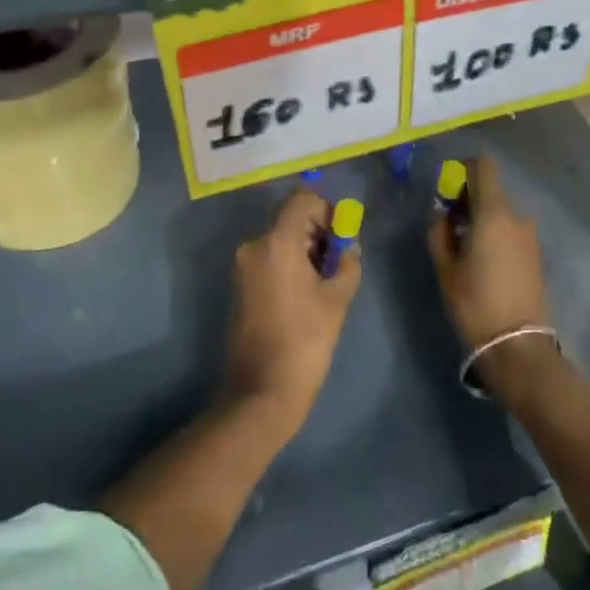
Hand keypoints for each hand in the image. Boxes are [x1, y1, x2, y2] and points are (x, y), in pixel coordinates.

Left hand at [221, 188, 361, 434]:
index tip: (342, 237)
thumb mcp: (337, 299)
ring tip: (324, 282)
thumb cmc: (305, 341)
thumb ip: (347, 263)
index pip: (303, 199)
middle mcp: (254, 245)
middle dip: (318, 232)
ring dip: (305, 249)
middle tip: (338, 262)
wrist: (261, 390)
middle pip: (291, 218)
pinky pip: (269, 258)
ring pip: (280, 238)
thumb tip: (349, 248)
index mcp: (277, 242)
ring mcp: (243, 266)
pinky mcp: (240, 285)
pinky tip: (304, 293)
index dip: (327, 210)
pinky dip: (289, 263)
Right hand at [426, 155, 549, 353]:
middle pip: (491, 189)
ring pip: (501, 211)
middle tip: (448, 223)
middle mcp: (517, 216)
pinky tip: (481, 259)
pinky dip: (494, 232)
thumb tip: (442, 215)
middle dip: (467, 198)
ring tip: (463, 245)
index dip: (463, 169)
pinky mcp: (535, 254)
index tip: (447, 189)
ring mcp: (530, 236)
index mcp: (494, 212)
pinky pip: (511, 229)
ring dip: (481, 217)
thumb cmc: (475, 303)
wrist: (518, 347)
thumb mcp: (446, 268)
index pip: (484, 166)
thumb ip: (439, 232)